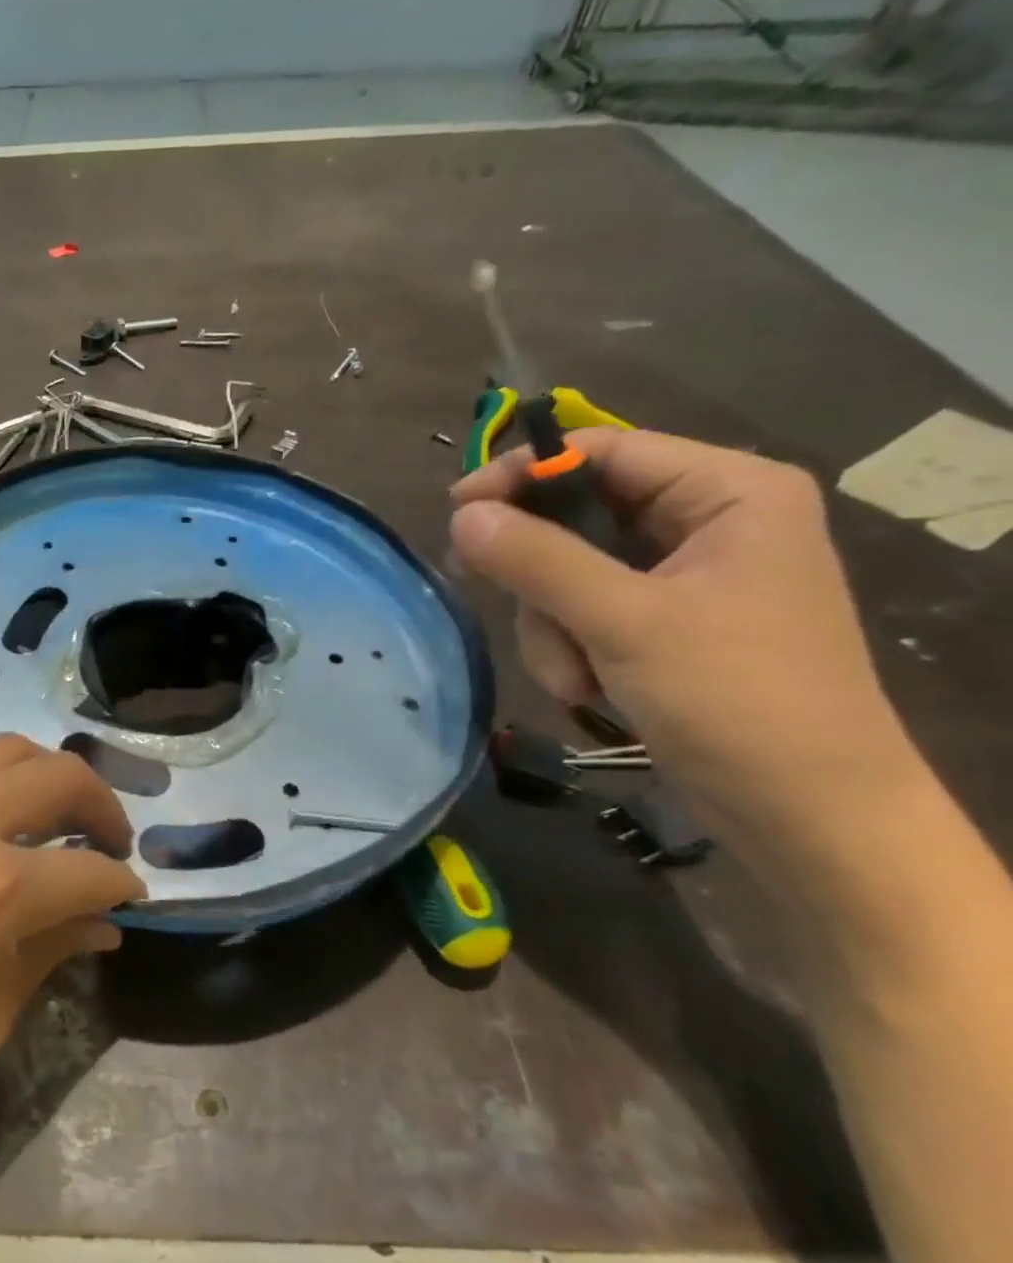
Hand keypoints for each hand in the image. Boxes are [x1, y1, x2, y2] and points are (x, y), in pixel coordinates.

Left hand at [0, 731, 142, 1223]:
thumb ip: (50, 953)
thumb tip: (104, 921)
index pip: (88, 869)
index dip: (119, 884)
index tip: (128, 894)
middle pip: (59, 777)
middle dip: (100, 807)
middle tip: (105, 841)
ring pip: (0, 748)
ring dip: (38, 776)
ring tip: (43, 812)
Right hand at [449, 429, 914, 844]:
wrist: (806, 811)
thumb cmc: (735, 698)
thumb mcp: (624, 621)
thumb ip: (538, 560)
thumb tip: (462, 515)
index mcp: (729, 492)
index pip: (604, 451)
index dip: (525, 474)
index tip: (457, 510)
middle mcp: (708, 521)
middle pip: (578, 515)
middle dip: (542, 576)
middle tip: (504, 601)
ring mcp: (685, 575)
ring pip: (569, 570)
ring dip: (552, 624)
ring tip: (574, 676)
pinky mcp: (665, 621)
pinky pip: (584, 609)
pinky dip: (570, 646)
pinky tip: (586, 685)